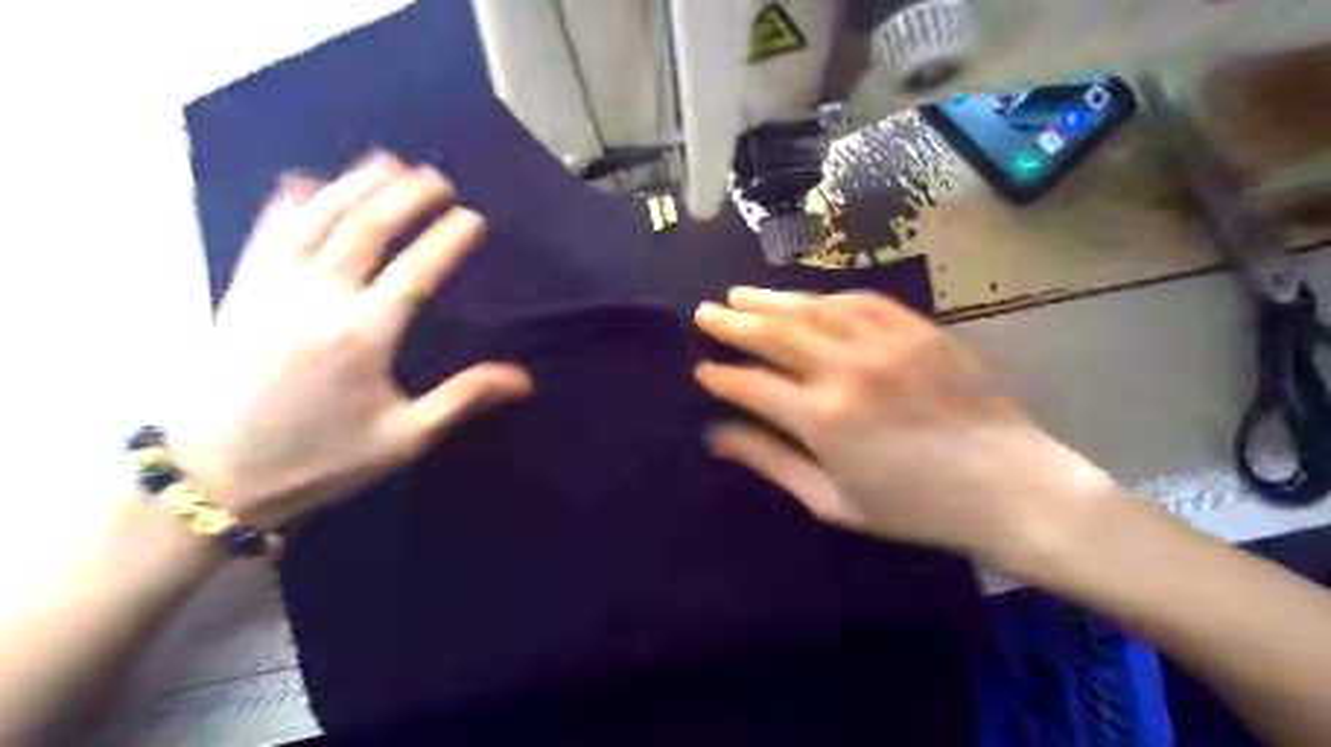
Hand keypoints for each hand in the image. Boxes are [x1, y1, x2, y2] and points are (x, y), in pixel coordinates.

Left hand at [170, 152, 531, 529]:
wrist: (214, 475)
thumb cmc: (321, 458)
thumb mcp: (404, 438)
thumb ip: (463, 398)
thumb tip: (524, 379)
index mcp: (364, 337)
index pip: (416, 271)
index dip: (448, 240)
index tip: (473, 218)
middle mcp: (319, 299)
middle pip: (366, 229)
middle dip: (406, 196)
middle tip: (436, 179)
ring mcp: (273, 288)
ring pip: (318, 218)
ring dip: (355, 184)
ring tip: (388, 162)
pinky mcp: (242, 289)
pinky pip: (268, 230)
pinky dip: (291, 200)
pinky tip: (308, 181)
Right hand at [692, 290, 1113, 562]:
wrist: (1009, 486)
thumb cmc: (915, 507)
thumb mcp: (833, 501)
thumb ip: (771, 461)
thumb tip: (717, 436)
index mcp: (822, 418)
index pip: (752, 385)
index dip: (721, 376)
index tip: (701, 368)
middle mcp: (845, 370)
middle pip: (774, 334)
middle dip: (733, 323)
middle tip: (705, 312)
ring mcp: (884, 343)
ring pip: (812, 310)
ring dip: (771, 300)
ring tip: (740, 293)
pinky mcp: (917, 330)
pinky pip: (862, 301)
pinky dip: (826, 297)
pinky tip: (807, 297)